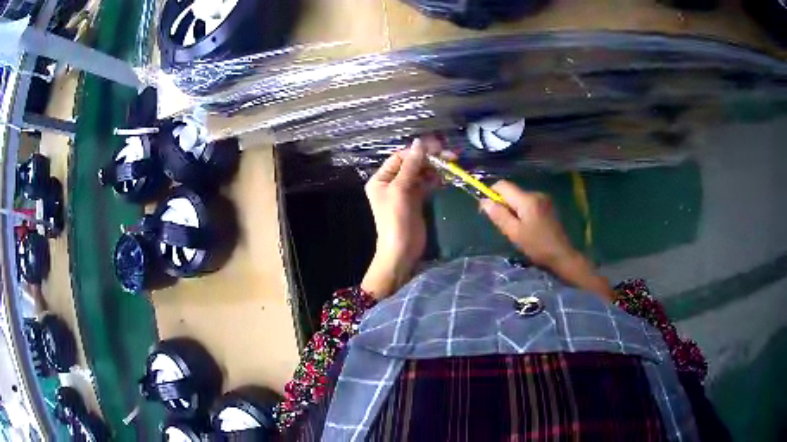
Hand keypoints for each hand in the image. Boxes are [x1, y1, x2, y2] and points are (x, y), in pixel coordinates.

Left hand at [361, 137, 441, 298]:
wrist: (402, 251)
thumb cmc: (396, 220)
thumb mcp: (400, 190)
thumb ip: (411, 166)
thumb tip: (419, 143)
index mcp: (381, 179)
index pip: (400, 158)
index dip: (418, 152)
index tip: (437, 148)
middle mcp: (391, 183)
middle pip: (412, 164)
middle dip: (429, 159)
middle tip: (450, 156)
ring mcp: (405, 192)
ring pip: (421, 173)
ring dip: (435, 168)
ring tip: (451, 165)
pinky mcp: (417, 200)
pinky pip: (426, 184)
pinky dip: (435, 179)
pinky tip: (446, 177)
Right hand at [480, 180, 613, 300]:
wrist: (562, 255)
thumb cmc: (537, 246)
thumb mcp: (514, 233)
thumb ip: (499, 215)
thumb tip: (484, 201)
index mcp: (527, 199)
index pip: (502, 185)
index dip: (491, 193)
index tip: (488, 210)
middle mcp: (535, 193)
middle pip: (511, 191)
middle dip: (503, 204)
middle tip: (503, 225)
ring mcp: (543, 199)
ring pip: (519, 198)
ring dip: (513, 209)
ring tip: (516, 229)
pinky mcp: (548, 206)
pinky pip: (528, 203)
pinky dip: (523, 211)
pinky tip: (527, 227)